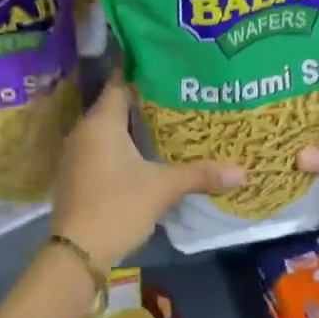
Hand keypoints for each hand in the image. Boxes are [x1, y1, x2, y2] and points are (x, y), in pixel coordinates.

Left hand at [51, 75, 244, 269]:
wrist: (76, 253)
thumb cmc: (117, 207)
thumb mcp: (162, 189)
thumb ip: (200, 175)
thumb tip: (242, 171)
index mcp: (101, 122)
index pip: (119, 82)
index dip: (140, 71)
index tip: (166, 64)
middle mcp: (84, 130)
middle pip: (114, 104)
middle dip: (143, 99)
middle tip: (176, 94)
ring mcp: (76, 152)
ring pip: (107, 128)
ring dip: (131, 125)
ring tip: (166, 121)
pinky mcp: (76, 173)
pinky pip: (100, 147)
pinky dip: (120, 145)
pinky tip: (144, 153)